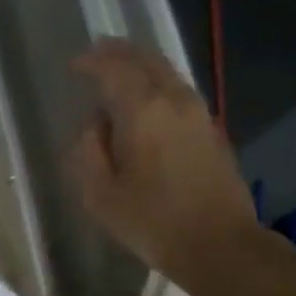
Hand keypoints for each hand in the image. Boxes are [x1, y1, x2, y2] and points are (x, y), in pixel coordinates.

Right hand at [68, 38, 269, 292]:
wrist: (220, 245)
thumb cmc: (153, 222)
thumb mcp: (100, 194)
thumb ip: (89, 150)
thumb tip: (95, 124)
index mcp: (143, 111)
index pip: (114, 70)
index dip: (92, 62)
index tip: (75, 64)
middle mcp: (174, 100)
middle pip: (147, 60)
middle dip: (120, 52)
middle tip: (98, 50)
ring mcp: (199, 113)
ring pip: (168, 73)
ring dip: (142, 65)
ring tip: (122, 70)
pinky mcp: (213, 131)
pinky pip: (180, 92)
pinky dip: (159, 84)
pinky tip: (150, 100)